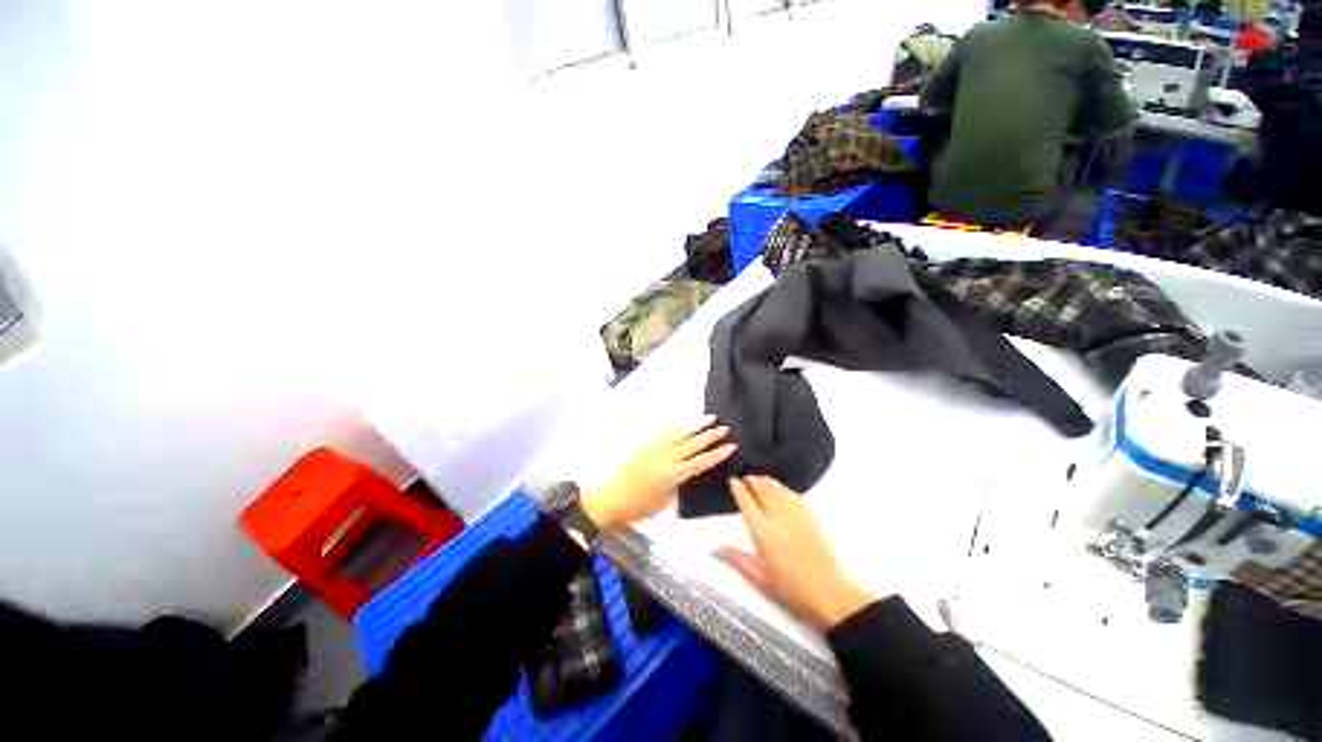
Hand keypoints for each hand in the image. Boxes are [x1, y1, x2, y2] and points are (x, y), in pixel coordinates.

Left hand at [579, 416, 735, 528]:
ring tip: (709, 417)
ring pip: (678, 432)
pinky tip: (681, 422)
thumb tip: (683, 472)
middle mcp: (665, 458)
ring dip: (695, 424)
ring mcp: (654, 448)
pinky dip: (674, 426)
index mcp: (672, 475)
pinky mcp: (645, 444)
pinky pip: (662, 432)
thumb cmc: (638, 507)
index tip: (730, 446)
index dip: (717, 454)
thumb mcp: (664, 502)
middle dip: (710, 435)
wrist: (611, 498)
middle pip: (692, 443)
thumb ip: (676, 484)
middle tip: (724, 428)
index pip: (700, 462)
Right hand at [725, 476, 873, 629]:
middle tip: (746, 476)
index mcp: (762, 531)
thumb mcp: (760, 579)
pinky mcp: (810, 517)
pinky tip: (781, 489)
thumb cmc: (791, 591)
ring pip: (778, 489)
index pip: (746, 502)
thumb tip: (716, 548)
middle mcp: (777, 517)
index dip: (738, 489)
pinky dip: (784, 488)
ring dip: (767, 481)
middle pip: (762, 490)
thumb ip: (738, 560)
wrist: (830, 595)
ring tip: (760, 478)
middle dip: (752, 481)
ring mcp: (796, 514)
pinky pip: (793, 495)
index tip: (733, 480)